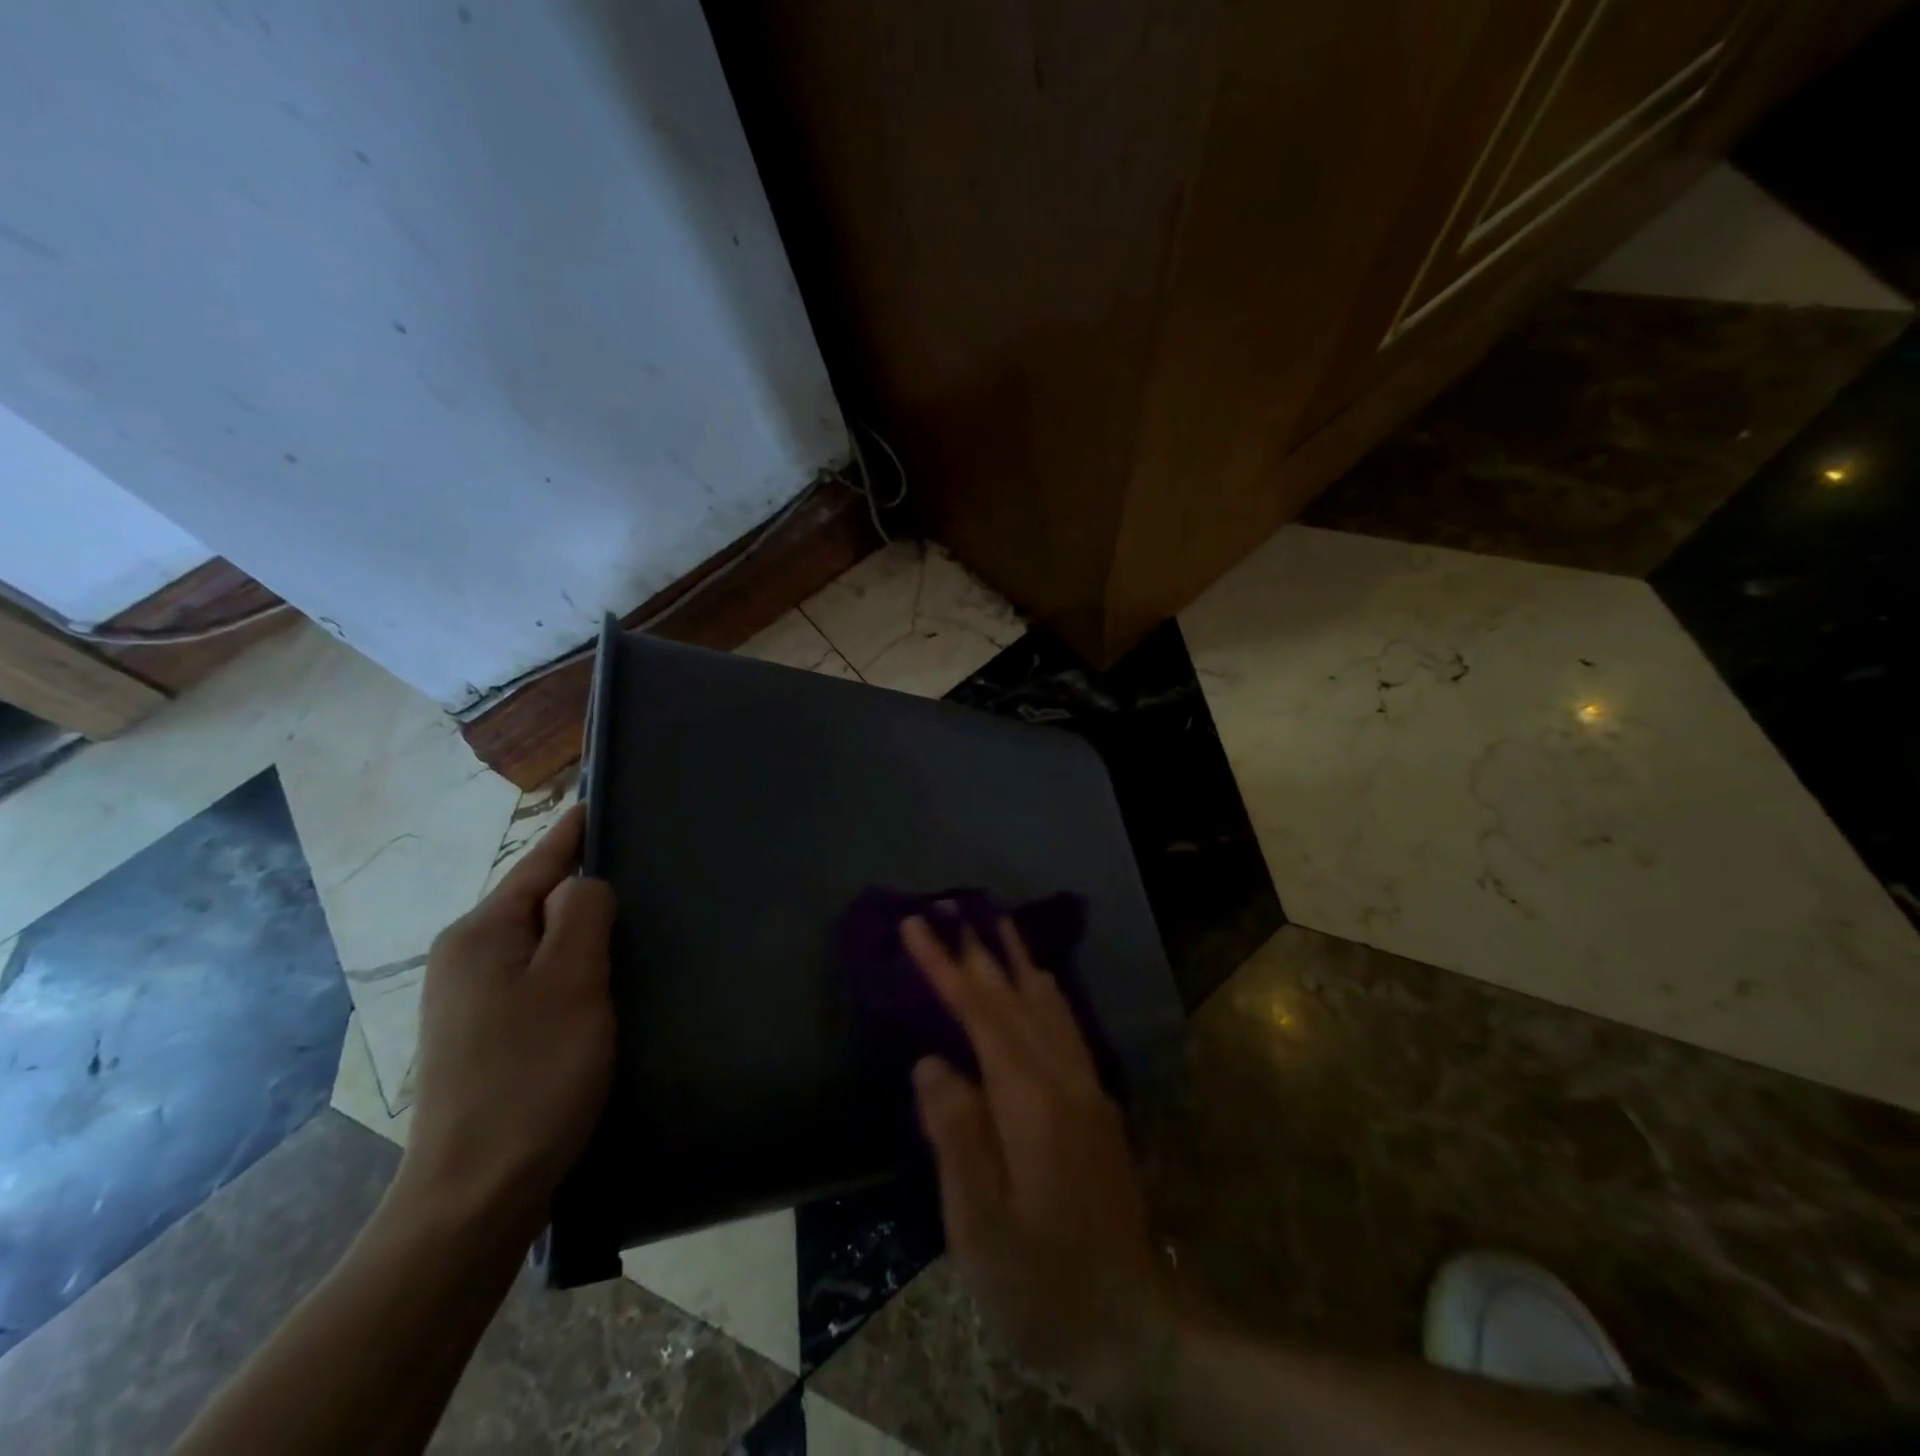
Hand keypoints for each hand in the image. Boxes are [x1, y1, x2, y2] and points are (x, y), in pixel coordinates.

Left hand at [399, 805, 616, 1238]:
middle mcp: (465, 958)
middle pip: (537, 901)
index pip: (539, 863)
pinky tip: (600, 984)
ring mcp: (467, 1001)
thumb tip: (581, 883)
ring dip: (580, 933)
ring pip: (538, 943)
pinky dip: (570, 969)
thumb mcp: (572, 979)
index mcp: (481, 933)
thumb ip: (583, 913)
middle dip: (583, 887)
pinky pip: (534, 978)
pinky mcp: (481, 1037)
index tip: (600, 801)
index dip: (574, 832)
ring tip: (630, 926)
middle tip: (641, 872)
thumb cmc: (534, 1073)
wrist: (476, 1193)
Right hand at [902, 916, 1172, 1404]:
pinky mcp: (1096, 1104)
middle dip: (977, 950)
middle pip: (1014, 997)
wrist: (1130, 1324)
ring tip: (997, 922)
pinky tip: (1039, 981)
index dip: (945, 968)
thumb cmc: (1040, 1284)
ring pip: (1048, 1003)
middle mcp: (1064, 1078)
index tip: (916, 925)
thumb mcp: (980, 1228)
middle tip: (950, 905)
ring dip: (1017, 959)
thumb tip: (931, 1061)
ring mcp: (1087, 1088)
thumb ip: (956, 1136)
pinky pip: (1065, 1024)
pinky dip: (1044, 989)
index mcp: (1031, 1102)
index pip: (980, 1015)